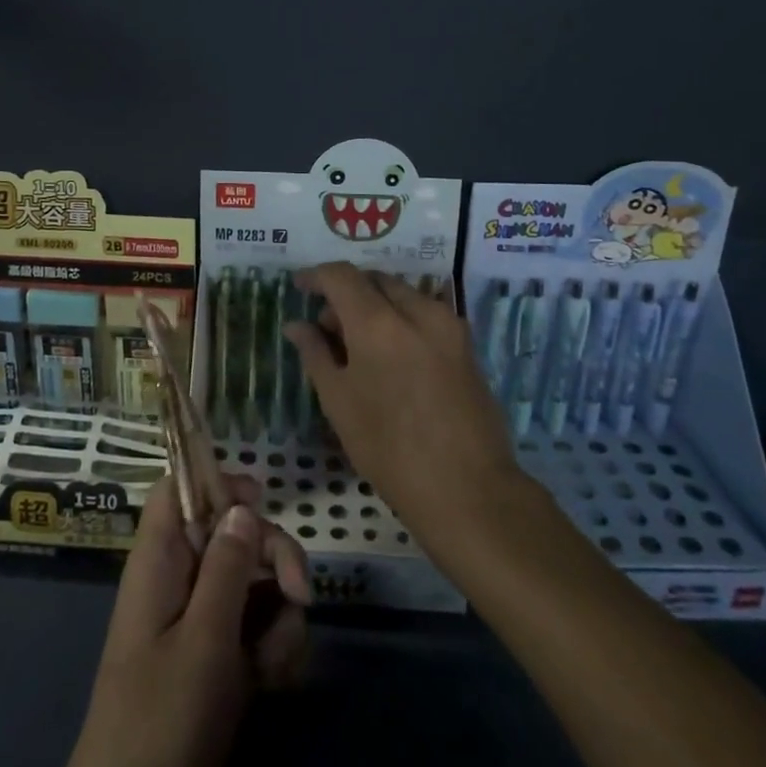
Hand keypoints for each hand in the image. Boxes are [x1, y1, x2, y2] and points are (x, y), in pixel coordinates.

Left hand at [48, 475, 310, 766]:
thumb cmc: (159, 723)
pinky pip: (260, 627)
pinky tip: (273, 685)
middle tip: (298, 595)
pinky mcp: (221, 654)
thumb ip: (226, 570)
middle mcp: (182, 578)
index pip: (179, 488)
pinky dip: (275, 650)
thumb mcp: (202, 644)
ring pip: (257, 582)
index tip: (261, 498)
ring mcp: (203, 617)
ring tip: (271, 668)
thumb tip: (242, 504)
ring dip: (281, 618)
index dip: (217, 480)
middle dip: (274, 559)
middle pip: (235, 531)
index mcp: (161, 560)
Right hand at [285, 263, 518, 543]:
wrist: (468, 490)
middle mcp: (417, 310)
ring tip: (359, 348)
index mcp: (378, 322)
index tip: (299, 288)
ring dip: (375, 306)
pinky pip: (425, 315)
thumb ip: (315, 354)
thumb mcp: (339, 402)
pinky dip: (401, 320)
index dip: (315, 276)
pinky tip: (391, 359)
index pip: (341, 275)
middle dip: (347, 294)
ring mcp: (448, 325)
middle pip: (374, 280)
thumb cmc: (389, 449)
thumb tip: (296, 325)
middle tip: (327, 329)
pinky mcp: (466, 345)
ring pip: (402, 295)